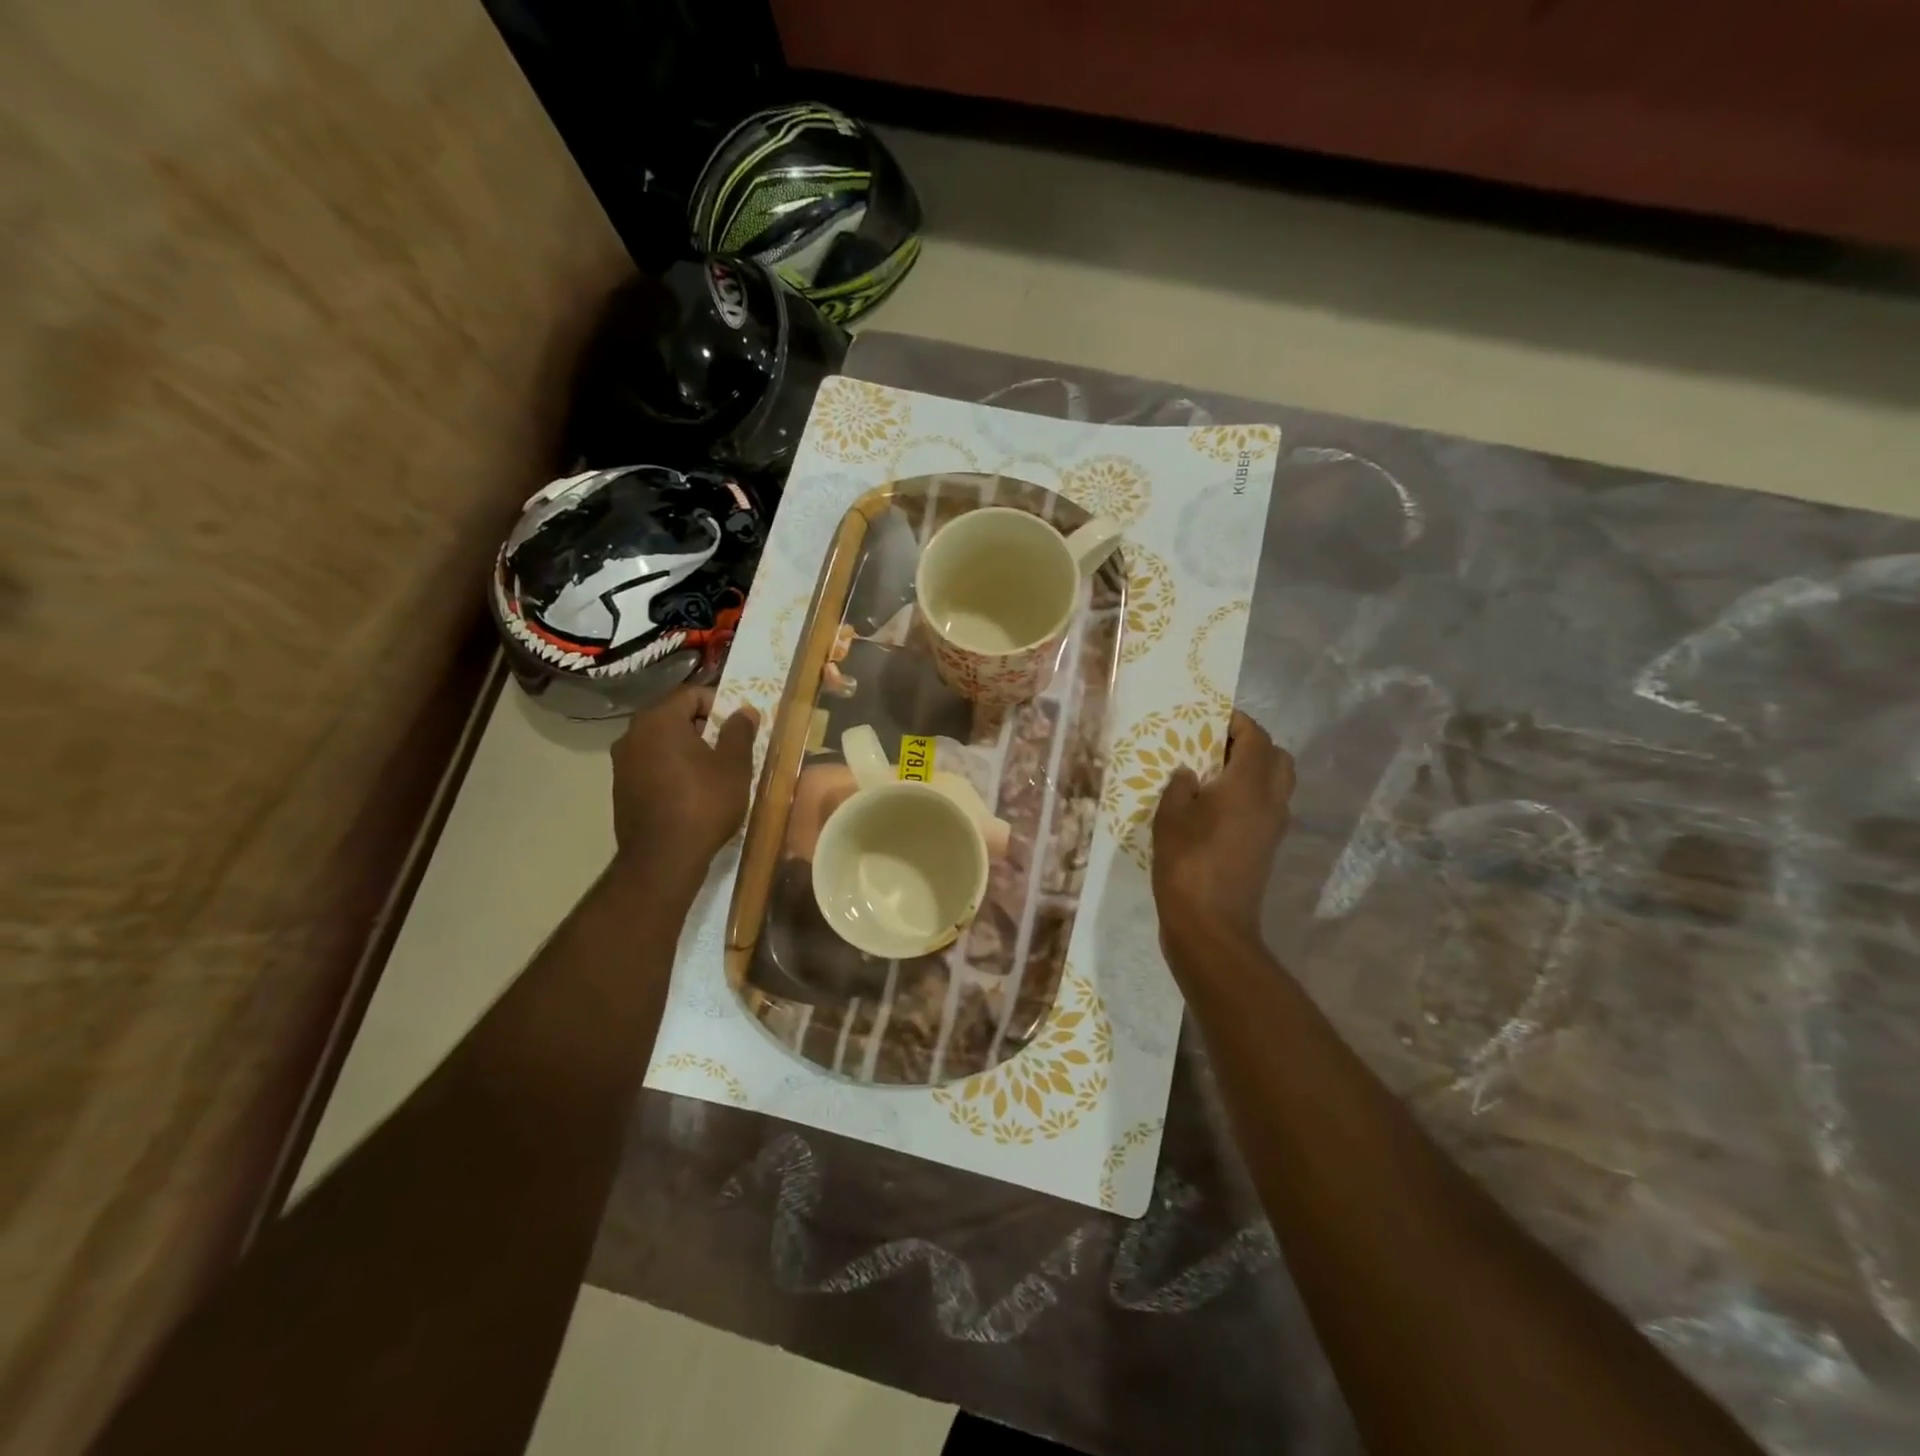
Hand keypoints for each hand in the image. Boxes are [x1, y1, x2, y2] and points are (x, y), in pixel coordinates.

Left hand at [610, 686, 758, 885]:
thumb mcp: (734, 766)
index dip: (720, 704)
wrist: (663, 859)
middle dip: (705, 727)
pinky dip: (672, 768)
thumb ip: (739, 731)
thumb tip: (744, 710)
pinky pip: (652, 764)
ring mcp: (622, 762)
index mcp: (659, 720)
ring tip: (714, 771)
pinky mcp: (621, 787)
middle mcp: (633, 734)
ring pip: (662, 742)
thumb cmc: (703, 803)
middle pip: (674, 716)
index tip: (739, 726)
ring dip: (688, 749)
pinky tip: (692, 791)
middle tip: (731, 748)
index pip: (692, 694)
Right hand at [1151, 710, 1294, 940]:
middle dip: (1253, 744)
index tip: (1213, 716)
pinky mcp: (1267, 848)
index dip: (1238, 721)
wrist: (1210, 924)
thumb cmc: (1186, 862)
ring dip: (1254, 771)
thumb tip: (1191, 775)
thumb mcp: (1170, 815)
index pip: (1256, 737)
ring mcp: (1273, 828)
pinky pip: (1267, 808)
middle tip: (1217, 746)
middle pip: (1277, 758)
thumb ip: (1181, 786)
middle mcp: (1271, 801)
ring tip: (1214, 776)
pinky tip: (1216, 807)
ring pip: (1277, 784)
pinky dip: (1250, 796)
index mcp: (1249, 785)